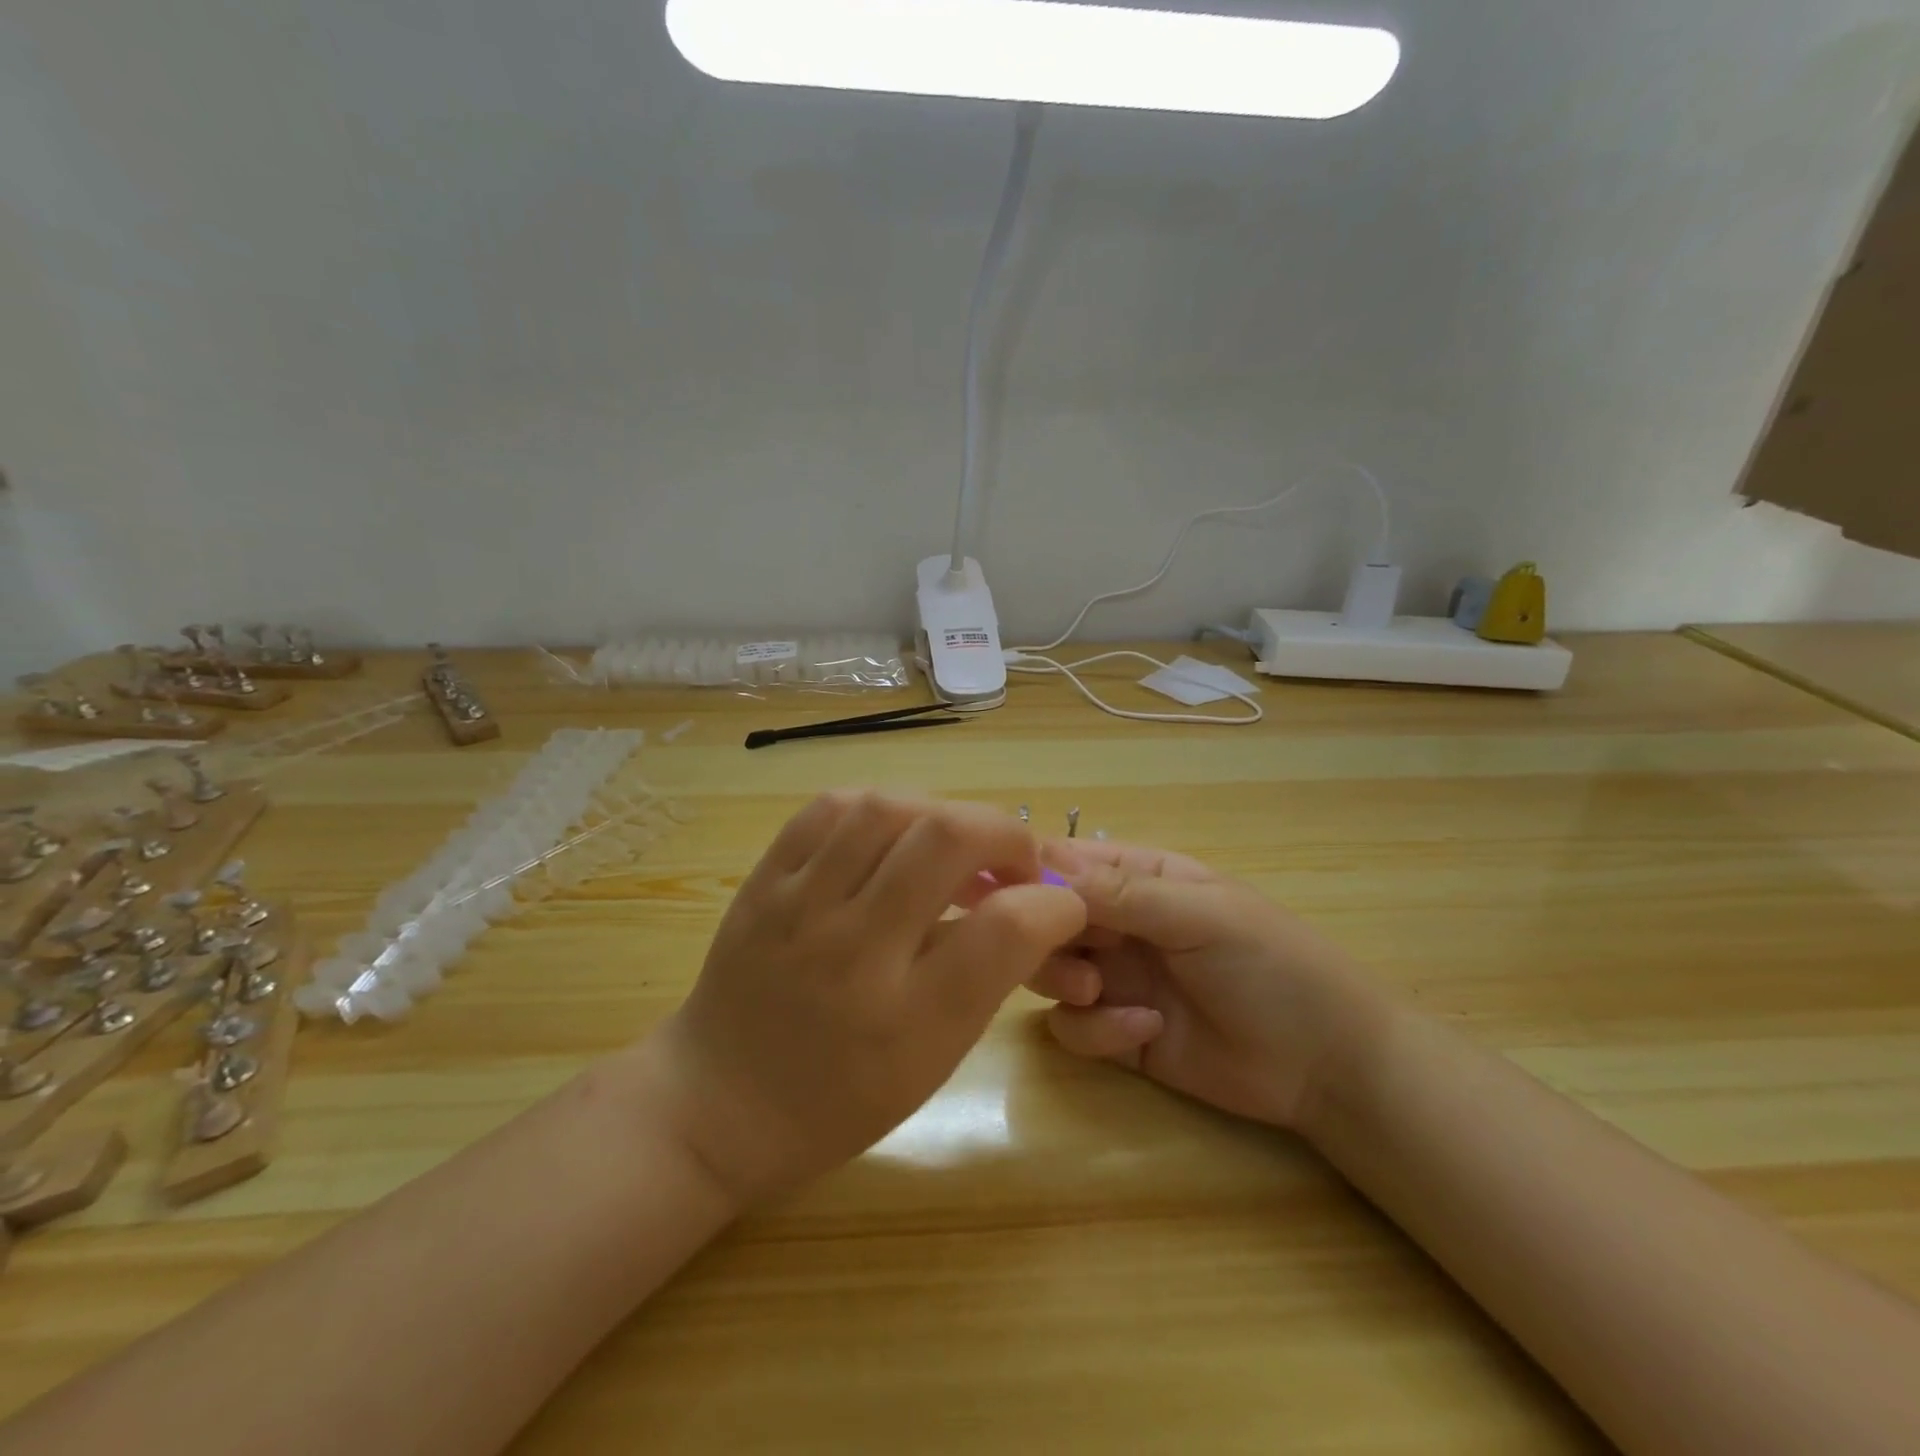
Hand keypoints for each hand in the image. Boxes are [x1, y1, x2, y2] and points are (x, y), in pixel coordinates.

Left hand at [641, 791, 1086, 1206]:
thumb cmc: (837, 1100)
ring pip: (887, 808)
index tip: (1061, 904)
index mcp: (905, 1021)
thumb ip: (985, 978)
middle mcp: (851, 952)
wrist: (718, 1103)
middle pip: (946, 839)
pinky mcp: (762, 880)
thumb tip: (1031, 903)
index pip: (1004, 930)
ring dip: (941, 813)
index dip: (1053, 904)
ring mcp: (797, 906)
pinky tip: (892, 834)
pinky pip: (829, 808)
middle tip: (1011, 860)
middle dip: (1004, 833)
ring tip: (951, 843)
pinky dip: (878, 807)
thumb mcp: (930, 1062)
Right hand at [1030, 839, 1388, 1131]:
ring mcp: (1117, 980)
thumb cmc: (1272, 965)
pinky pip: (1073, 1028)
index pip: (1068, 862)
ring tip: (1097, 992)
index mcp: (1141, 880)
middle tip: (1062, 952)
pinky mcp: (1118, 1035)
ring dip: (1062, 980)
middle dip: (1043, 935)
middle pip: (1045, 919)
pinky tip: (1143, 1031)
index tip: (1002, 890)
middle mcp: (1120, 925)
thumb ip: (1124, 893)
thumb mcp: (1202, 916)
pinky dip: (1096, 1031)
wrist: (1325, 1065)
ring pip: (1047, 972)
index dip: (1031, 871)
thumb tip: (1044, 860)